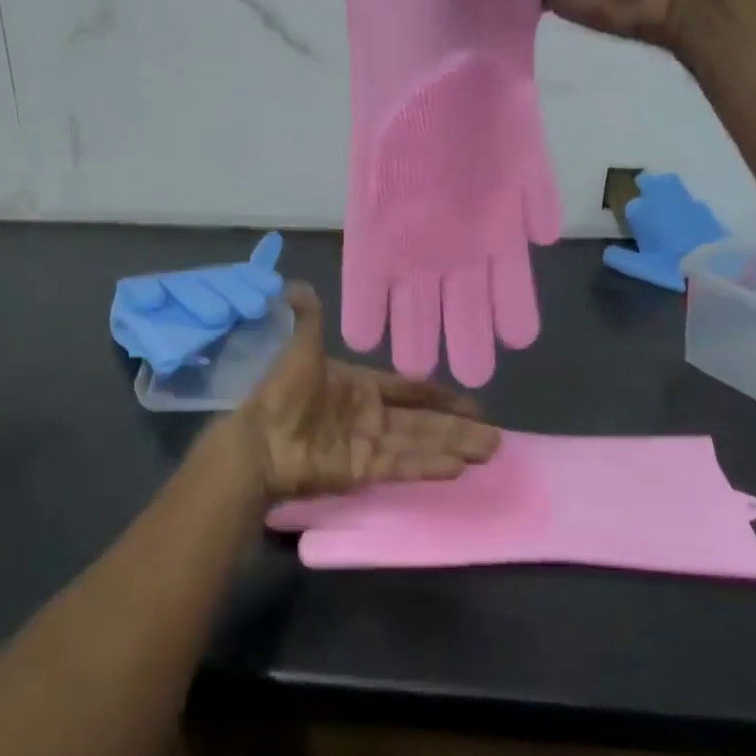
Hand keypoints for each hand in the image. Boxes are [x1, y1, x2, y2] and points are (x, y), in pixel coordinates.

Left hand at [232, 283, 500, 501]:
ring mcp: (369, 445)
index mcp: (361, 386)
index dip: (438, 394)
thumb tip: (296, 285)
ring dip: (453, 445)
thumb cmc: (283, 392)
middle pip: (423, 420)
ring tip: (490, 448)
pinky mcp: (363, 471)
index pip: (409, 388)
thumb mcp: (300, 349)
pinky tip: (458, 465)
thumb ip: (308, 319)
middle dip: (458, 426)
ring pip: (420, 442)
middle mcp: (371, 416)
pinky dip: (428, 465)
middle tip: (496, 433)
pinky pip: (402, 465)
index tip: (470, 401)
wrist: (260, 440)